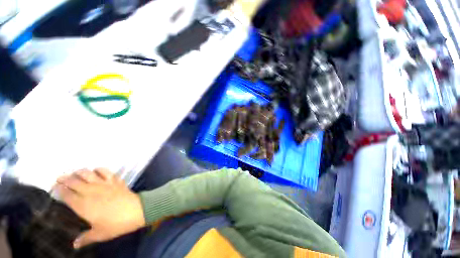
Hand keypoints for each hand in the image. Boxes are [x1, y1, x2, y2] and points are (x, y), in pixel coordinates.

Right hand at [54, 168, 144, 248]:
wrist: (136, 211)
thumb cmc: (115, 224)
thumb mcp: (99, 234)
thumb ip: (85, 238)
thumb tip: (75, 245)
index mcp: (83, 205)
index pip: (67, 195)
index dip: (59, 189)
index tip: (54, 187)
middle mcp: (91, 191)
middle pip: (74, 182)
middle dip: (65, 179)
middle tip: (60, 178)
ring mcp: (104, 184)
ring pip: (88, 174)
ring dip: (80, 172)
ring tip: (75, 172)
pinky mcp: (115, 181)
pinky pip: (106, 172)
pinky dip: (100, 169)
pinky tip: (97, 170)